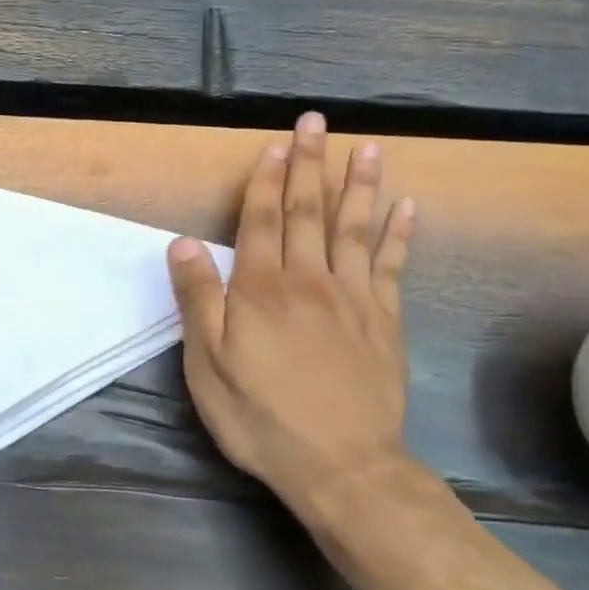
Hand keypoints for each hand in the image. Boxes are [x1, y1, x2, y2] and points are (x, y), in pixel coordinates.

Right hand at [166, 112, 415, 501]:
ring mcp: (353, 299)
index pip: (263, 220)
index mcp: (261, 288)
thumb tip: (183, 242)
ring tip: (367, 148)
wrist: (341, 465)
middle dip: (310, 165)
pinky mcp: (385, 322)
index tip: (275, 144)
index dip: (267, 180)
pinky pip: (392, 267)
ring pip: (354, 229)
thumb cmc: (260, 415)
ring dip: (358, 185)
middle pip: (309, 211)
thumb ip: (197, 298)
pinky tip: (406, 208)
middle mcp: (309, 280)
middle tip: (316, 124)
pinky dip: (399, 235)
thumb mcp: (207, 363)